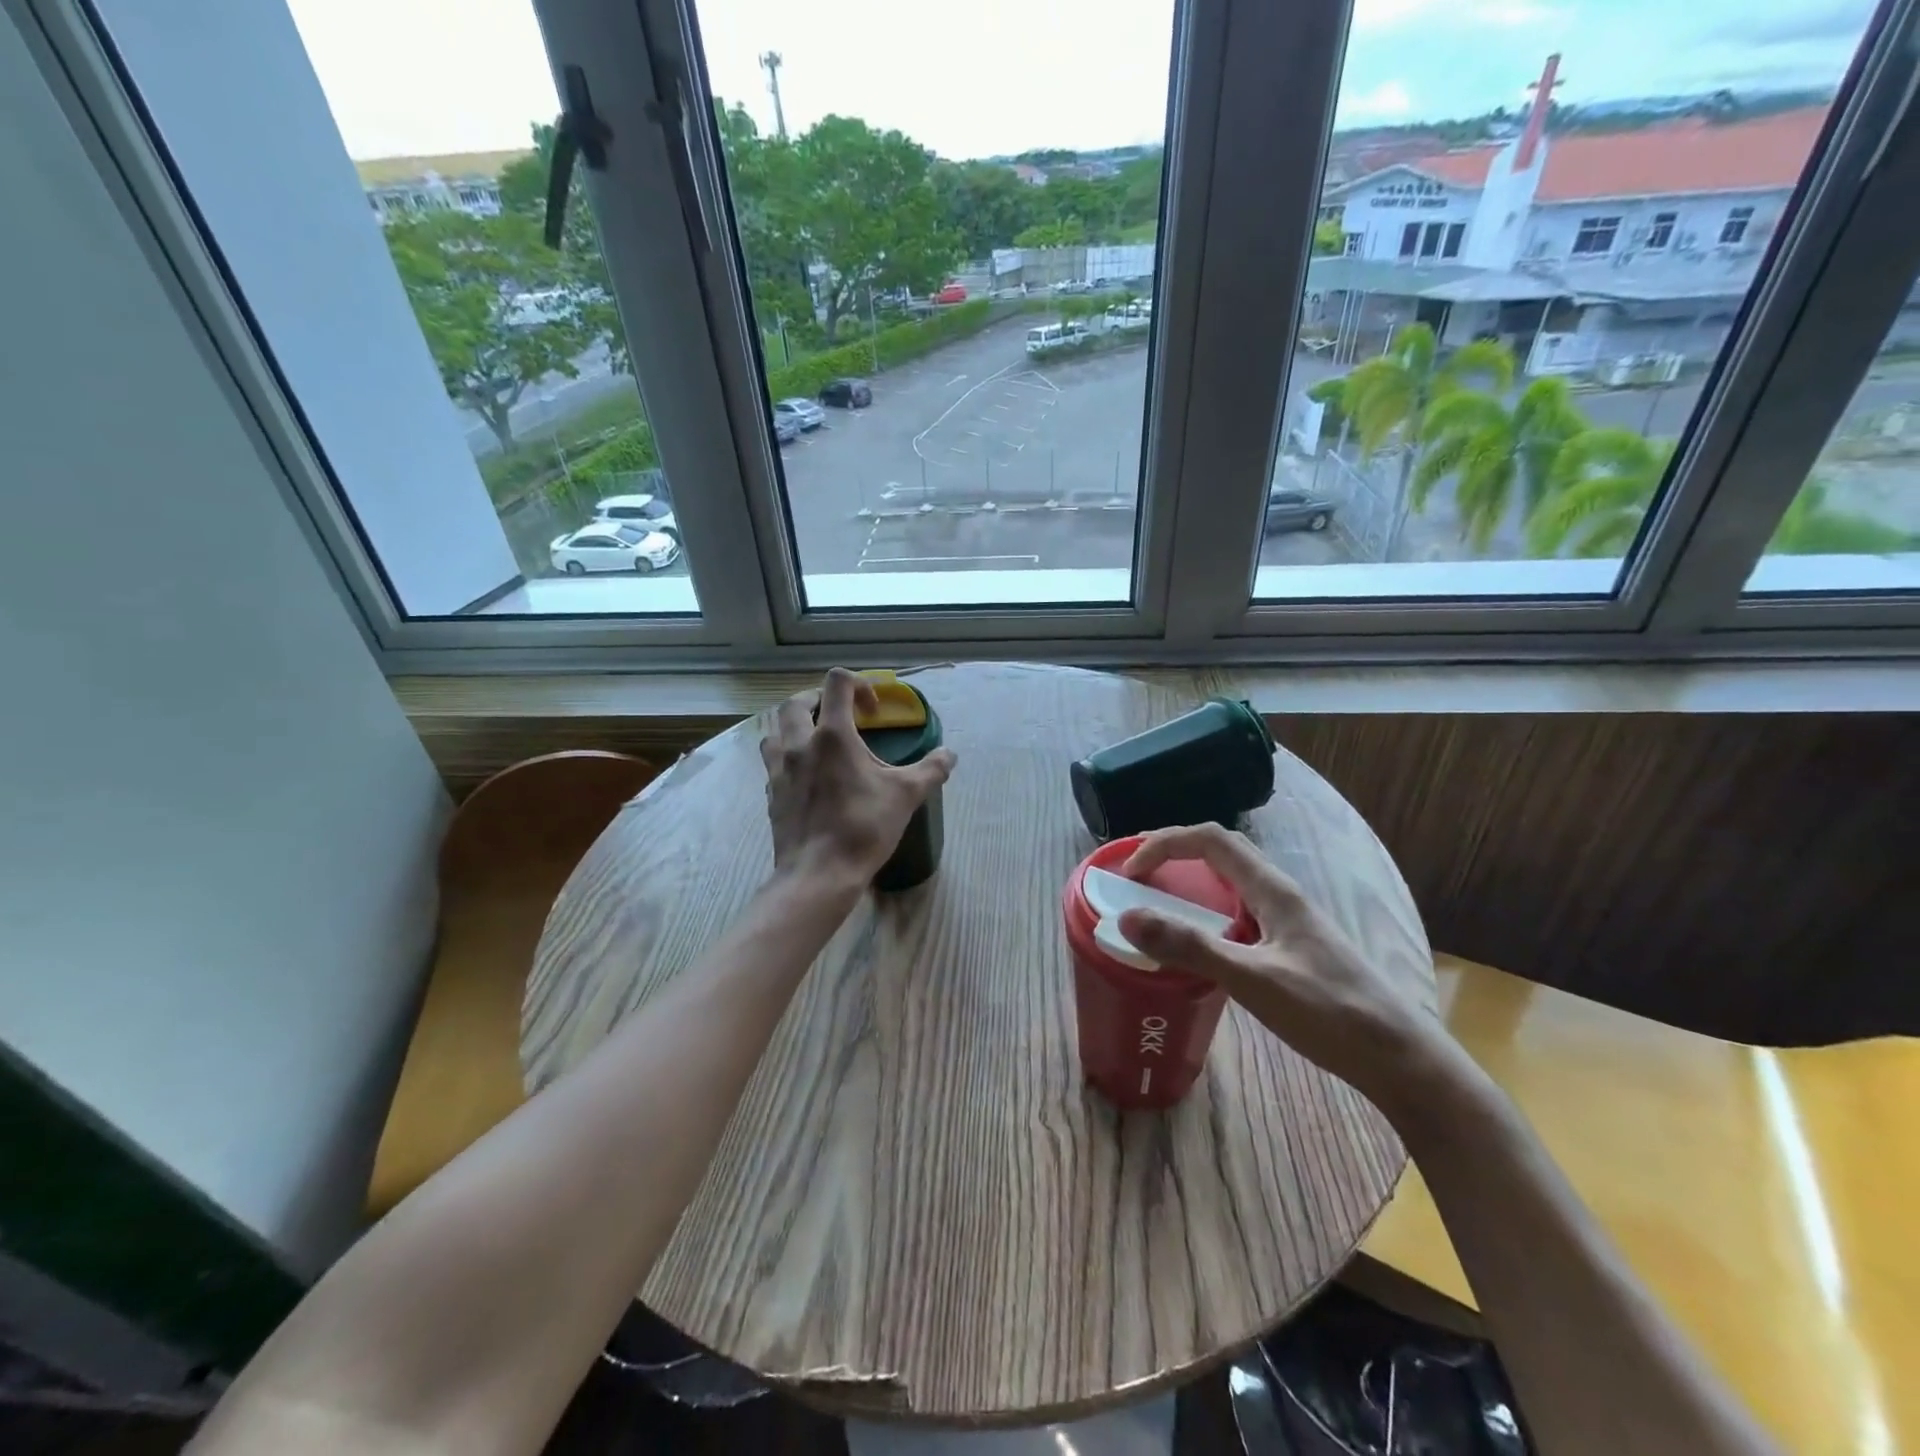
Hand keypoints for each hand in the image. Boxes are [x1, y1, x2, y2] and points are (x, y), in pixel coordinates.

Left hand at [761, 669, 957, 889]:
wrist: (819, 874)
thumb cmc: (863, 828)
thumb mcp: (907, 796)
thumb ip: (931, 770)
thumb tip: (950, 755)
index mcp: (832, 735)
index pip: (837, 683)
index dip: (859, 685)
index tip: (874, 712)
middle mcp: (799, 744)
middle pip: (796, 702)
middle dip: (818, 699)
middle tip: (839, 715)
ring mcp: (779, 770)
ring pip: (775, 731)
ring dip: (795, 727)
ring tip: (817, 742)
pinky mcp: (771, 794)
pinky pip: (773, 763)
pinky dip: (788, 758)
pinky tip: (807, 777)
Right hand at [1116, 823, 1447, 1107]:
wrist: (1400, 1059)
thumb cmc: (1330, 1014)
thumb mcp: (1253, 980)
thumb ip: (1190, 948)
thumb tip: (1126, 918)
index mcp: (1273, 890)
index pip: (1211, 839)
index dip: (1165, 843)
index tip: (1130, 872)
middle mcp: (1280, 895)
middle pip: (1221, 852)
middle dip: (1173, 852)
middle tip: (1134, 873)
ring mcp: (1289, 921)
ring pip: (1231, 881)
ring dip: (1190, 879)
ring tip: (1156, 900)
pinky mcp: (1292, 946)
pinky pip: (1239, 911)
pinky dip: (1206, 911)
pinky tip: (1198, 942)